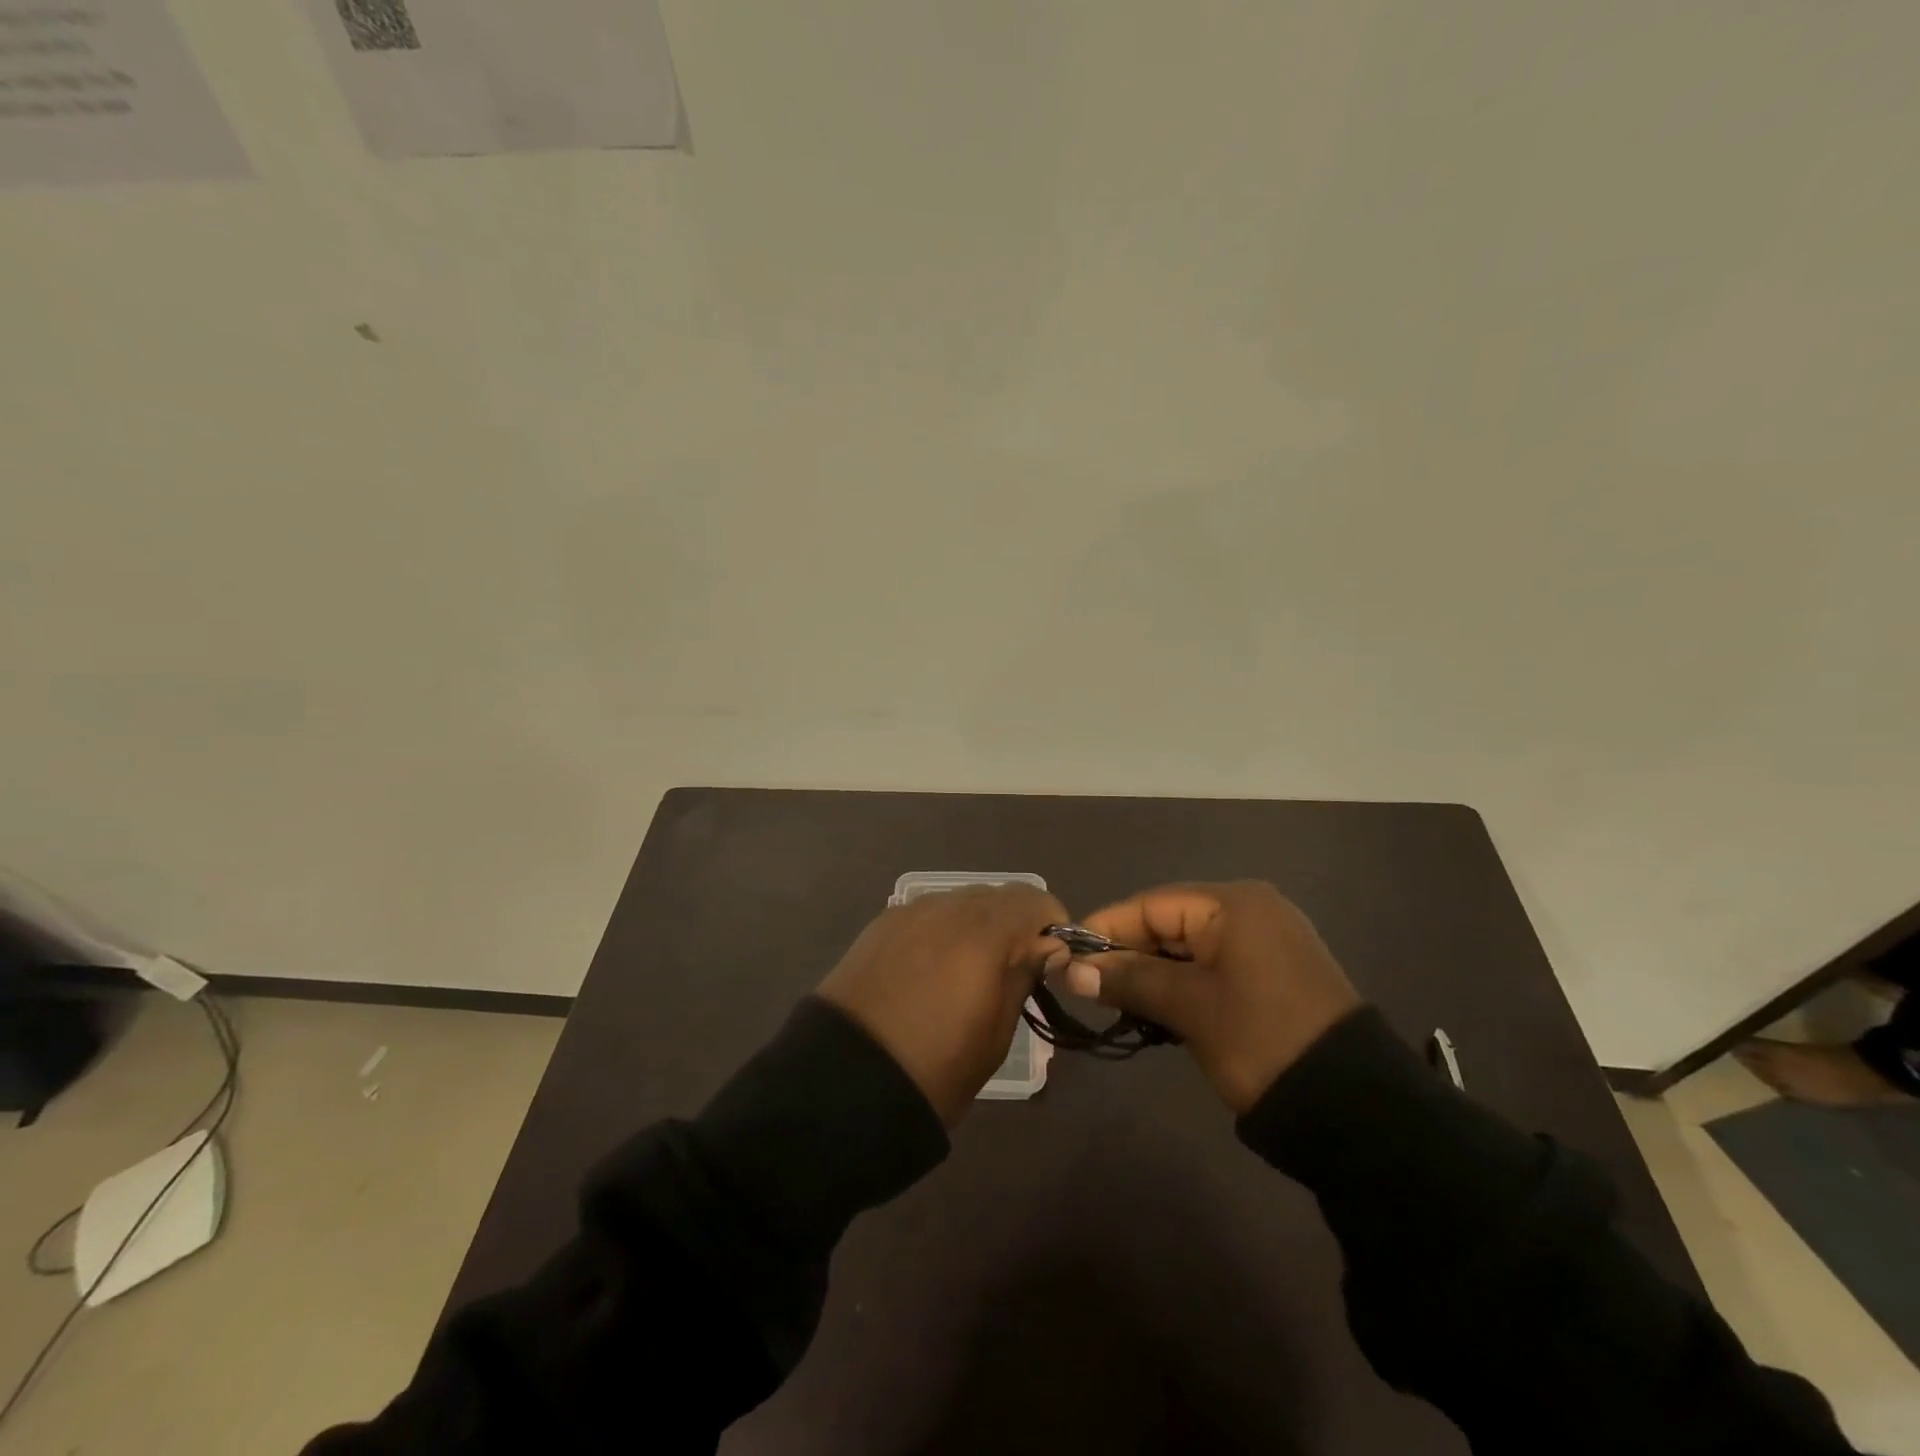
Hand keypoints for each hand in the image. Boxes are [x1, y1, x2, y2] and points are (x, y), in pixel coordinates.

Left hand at [818, 885, 1068, 1125]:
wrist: (842, 1085)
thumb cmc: (934, 1070)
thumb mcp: (995, 1035)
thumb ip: (1023, 976)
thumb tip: (1047, 948)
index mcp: (982, 933)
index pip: (1034, 900)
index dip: (1051, 926)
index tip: (1051, 960)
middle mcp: (946, 908)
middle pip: (997, 896)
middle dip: (1014, 924)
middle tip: (1014, 969)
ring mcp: (908, 912)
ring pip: (961, 901)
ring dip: (978, 925)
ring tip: (970, 971)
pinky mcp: (880, 925)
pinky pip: (927, 913)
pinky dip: (943, 931)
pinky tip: (932, 969)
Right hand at [1070, 881, 1361, 1112]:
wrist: (1356, 1108)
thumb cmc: (1262, 1041)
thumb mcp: (1190, 1007)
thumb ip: (1129, 979)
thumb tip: (1070, 970)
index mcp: (1234, 903)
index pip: (1150, 904)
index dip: (1104, 929)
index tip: (1066, 958)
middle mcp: (1251, 909)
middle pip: (1169, 922)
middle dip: (1127, 953)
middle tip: (1088, 987)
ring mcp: (1267, 941)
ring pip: (1189, 946)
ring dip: (1153, 972)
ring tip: (1117, 1001)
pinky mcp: (1275, 972)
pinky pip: (1213, 964)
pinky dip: (1183, 983)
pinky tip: (1159, 1008)